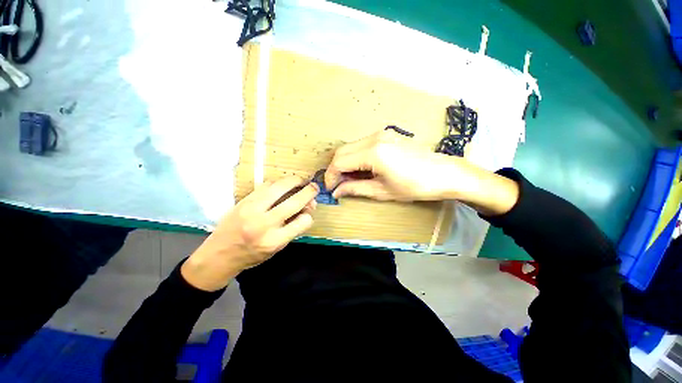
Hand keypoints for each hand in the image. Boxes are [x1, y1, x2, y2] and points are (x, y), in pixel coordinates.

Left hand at [181, 176, 318, 290]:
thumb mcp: (276, 248)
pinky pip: (266, 185)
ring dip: (294, 181)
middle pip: (293, 202)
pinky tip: (283, 185)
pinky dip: (279, 183)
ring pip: (279, 187)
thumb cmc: (251, 255)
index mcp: (274, 241)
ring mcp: (252, 210)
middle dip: (309, 191)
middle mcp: (264, 224)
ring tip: (301, 181)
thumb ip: (293, 228)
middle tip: (315, 187)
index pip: (303, 222)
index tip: (309, 212)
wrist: (218, 255)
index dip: (309, 216)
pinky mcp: (244, 201)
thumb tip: (306, 209)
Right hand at [325, 129, 465, 200]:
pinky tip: (362, 169)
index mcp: (373, 153)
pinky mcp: (386, 135)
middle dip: (336, 169)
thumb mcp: (382, 191)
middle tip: (339, 185)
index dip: (331, 176)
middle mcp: (374, 138)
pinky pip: (362, 144)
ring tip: (350, 179)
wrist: (443, 173)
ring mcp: (381, 134)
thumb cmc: (415, 186)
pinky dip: (356, 157)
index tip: (330, 189)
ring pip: (351, 147)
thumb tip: (336, 192)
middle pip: (342, 151)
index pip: (339, 162)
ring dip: (345, 163)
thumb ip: (355, 189)